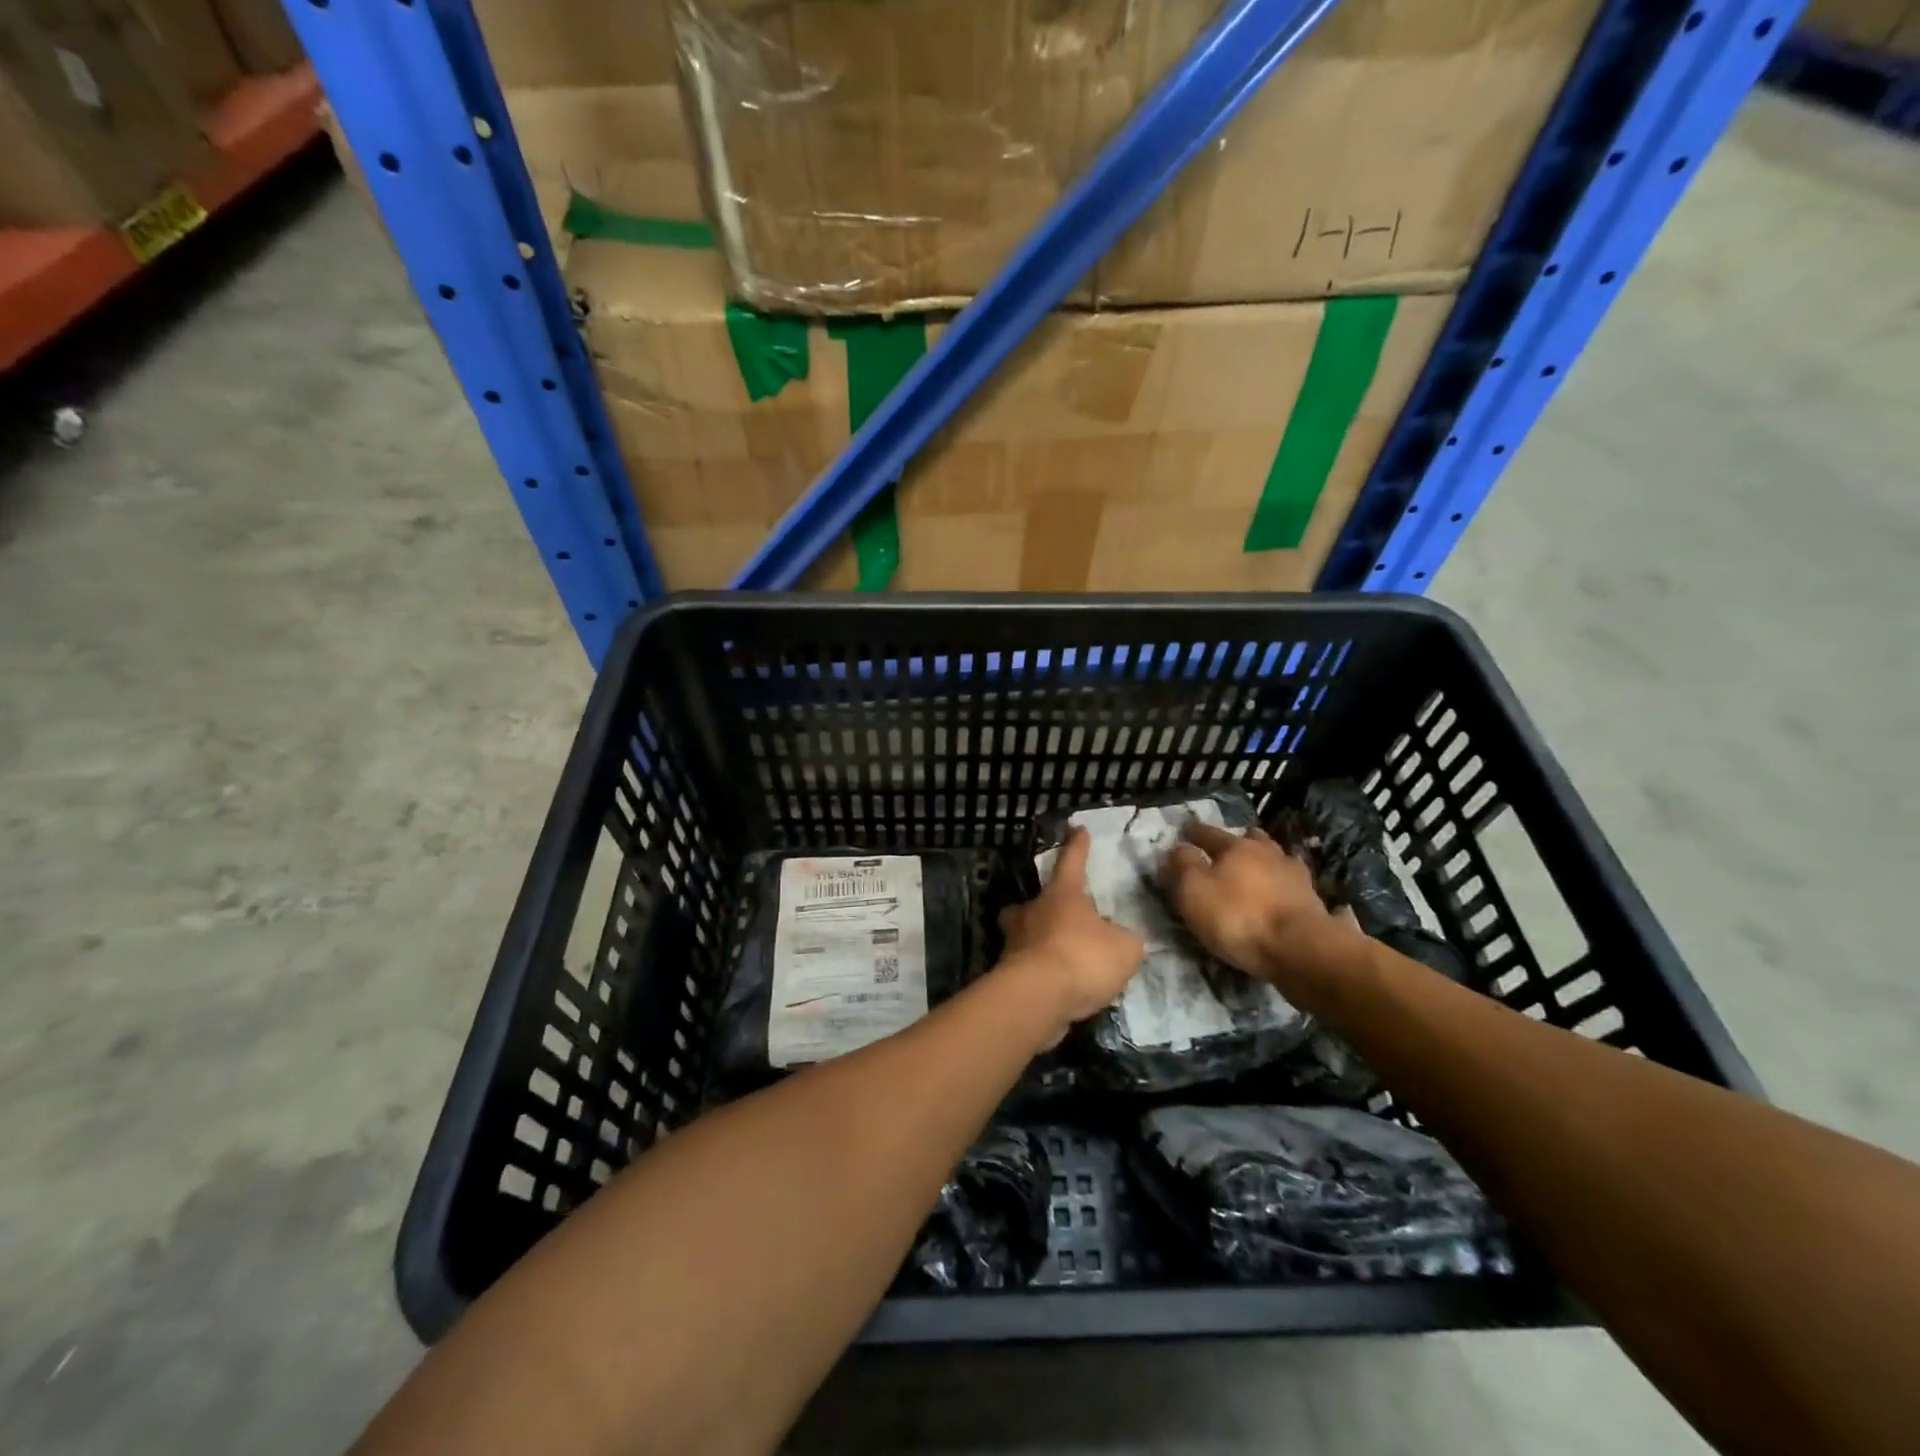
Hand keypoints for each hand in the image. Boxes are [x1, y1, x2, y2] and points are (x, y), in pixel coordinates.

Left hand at [998, 828, 1144, 1044]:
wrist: (1038, 998)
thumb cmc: (1083, 958)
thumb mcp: (1125, 949)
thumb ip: (1126, 940)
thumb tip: (1122, 939)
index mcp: (1062, 895)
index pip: (1072, 862)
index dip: (1078, 847)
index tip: (1078, 830)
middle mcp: (1033, 912)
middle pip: (1034, 902)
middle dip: (1043, 906)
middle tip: (1057, 916)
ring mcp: (1015, 943)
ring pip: (1023, 934)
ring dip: (1038, 941)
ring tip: (1060, 957)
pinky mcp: (1008, 975)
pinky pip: (1026, 965)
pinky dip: (1040, 972)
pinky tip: (1057, 987)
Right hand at [1161, 821, 1334, 980]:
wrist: (1301, 948)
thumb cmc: (1238, 916)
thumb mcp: (1194, 891)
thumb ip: (1183, 865)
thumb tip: (1179, 848)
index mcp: (1236, 846)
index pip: (1209, 833)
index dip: (1193, 832)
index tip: (1184, 831)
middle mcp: (1268, 852)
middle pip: (1250, 839)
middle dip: (1236, 842)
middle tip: (1225, 851)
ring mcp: (1295, 875)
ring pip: (1274, 859)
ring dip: (1263, 862)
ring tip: (1254, 873)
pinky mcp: (1312, 900)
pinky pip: (1291, 884)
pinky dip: (1281, 885)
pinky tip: (1278, 894)